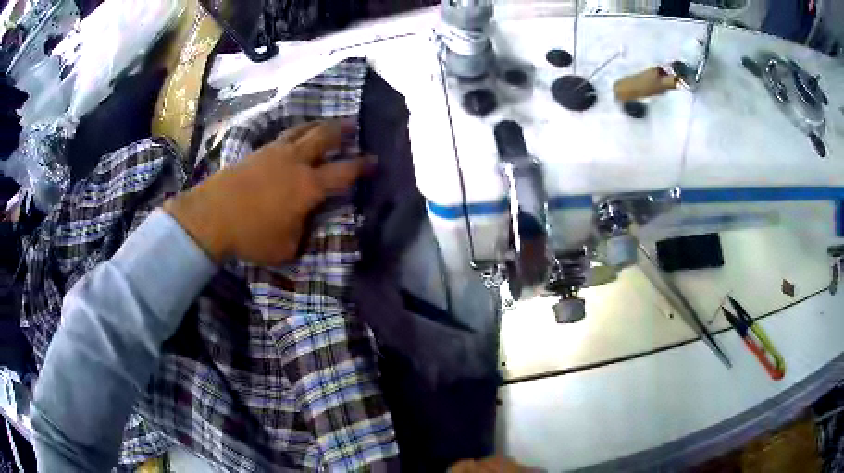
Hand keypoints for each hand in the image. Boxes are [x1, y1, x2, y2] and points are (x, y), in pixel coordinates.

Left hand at [164, 120, 372, 265]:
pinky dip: (293, 133)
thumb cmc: (251, 236)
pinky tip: (292, 137)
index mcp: (308, 186)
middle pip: (324, 137)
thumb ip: (302, 232)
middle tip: (352, 126)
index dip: (362, 166)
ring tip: (325, 124)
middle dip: (342, 130)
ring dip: (317, 125)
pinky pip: (281, 136)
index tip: (374, 160)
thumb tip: (305, 222)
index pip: (344, 172)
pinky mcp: (256, 152)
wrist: (211, 216)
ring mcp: (274, 153)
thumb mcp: (286, 248)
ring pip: (301, 130)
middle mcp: (295, 162)